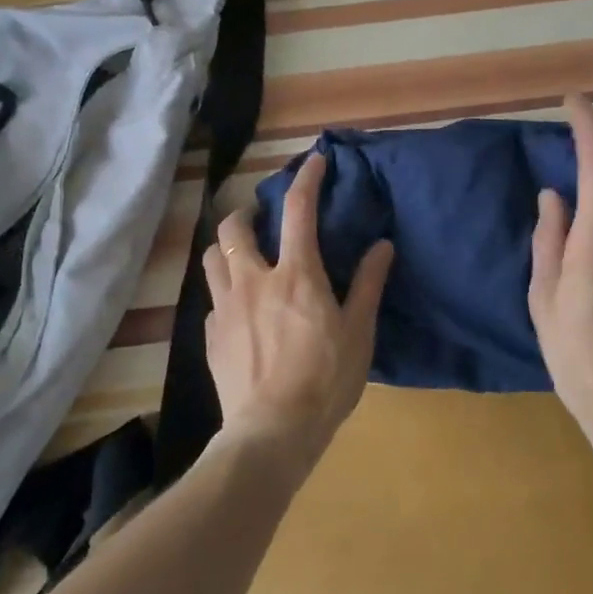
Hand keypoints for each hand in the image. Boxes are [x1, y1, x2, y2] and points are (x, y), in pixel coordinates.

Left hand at [204, 152, 394, 478]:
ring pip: (211, 258)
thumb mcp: (359, 332)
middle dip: (245, 213)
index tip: (314, 161)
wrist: (271, 432)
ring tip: (242, 257)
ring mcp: (226, 308)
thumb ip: (367, 284)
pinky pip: (212, 301)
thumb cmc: (325, 380)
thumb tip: (382, 245)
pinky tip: (239, 312)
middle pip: (233, 228)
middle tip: (260, 222)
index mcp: (295, 275)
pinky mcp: (210, 336)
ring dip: (225, 248)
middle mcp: (254, 280)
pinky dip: (225, 294)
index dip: (306, 179)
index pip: (298, 210)